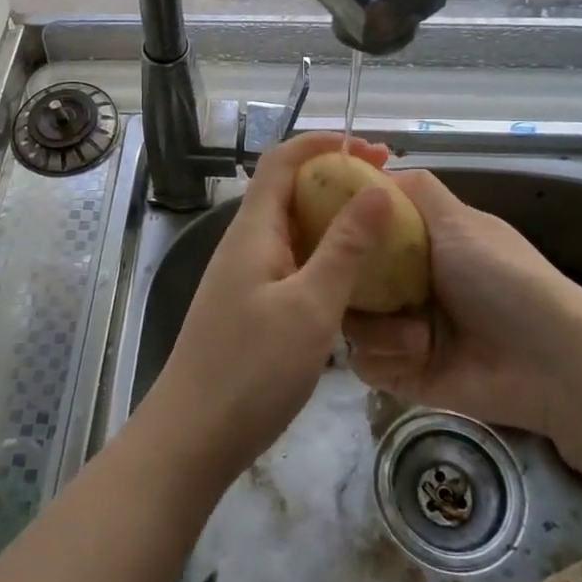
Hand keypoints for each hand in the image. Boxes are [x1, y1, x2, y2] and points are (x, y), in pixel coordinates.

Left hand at [137, 132, 397, 487]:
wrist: (192, 437)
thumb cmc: (251, 368)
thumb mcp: (310, 306)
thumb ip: (345, 248)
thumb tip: (377, 191)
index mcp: (253, 230)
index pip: (283, 161)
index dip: (323, 144)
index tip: (372, 150)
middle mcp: (246, 243)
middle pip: (289, 191)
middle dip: (336, 181)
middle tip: (389, 192)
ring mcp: (246, 277)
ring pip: (293, 230)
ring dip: (333, 222)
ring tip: (381, 232)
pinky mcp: (251, 307)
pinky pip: (292, 264)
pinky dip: (324, 258)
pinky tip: (354, 280)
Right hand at [343, 169, 581, 456]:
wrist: (549, 359)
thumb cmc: (503, 278)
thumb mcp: (461, 221)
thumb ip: (418, 191)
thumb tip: (376, 169)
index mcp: (418, 247)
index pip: (363, 234)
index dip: (341, 231)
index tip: (324, 231)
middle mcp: (405, 285)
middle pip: (347, 280)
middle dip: (351, 287)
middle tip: (359, 290)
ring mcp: (403, 330)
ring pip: (352, 324)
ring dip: (379, 330)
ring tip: (416, 336)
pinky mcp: (405, 373)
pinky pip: (366, 364)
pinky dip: (387, 359)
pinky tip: (417, 357)